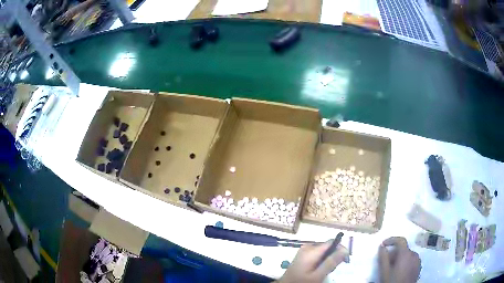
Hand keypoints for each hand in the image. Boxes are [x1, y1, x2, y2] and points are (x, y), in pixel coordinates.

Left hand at [278, 241, 348, 282]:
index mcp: (311, 250)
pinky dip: (321, 262)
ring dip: (327, 261)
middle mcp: (307, 247)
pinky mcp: (303, 256)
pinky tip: (318, 271)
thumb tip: (345, 249)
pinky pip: (317, 255)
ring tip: (324, 272)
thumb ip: (331, 262)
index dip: (340, 249)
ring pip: (323, 252)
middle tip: (332, 270)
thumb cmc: (301, 281)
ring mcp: (304, 251)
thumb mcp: (317, 275)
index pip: (332, 242)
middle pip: (328, 247)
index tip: (344, 260)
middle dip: (333, 256)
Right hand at [379, 237, 420, 282]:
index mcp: (406, 254)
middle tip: (385, 262)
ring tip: (392, 269)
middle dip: (394, 254)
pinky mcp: (418, 267)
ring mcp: (417, 261)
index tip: (383, 244)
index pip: (400, 240)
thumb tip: (382, 247)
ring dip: (399, 259)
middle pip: (403, 249)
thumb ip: (383, 257)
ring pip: (407, 255)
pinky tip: (399, 272)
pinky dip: (405, 263)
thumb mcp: (385, 271)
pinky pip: (411, 261)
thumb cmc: (393, 281)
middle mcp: (414, 254)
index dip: (391, 240)